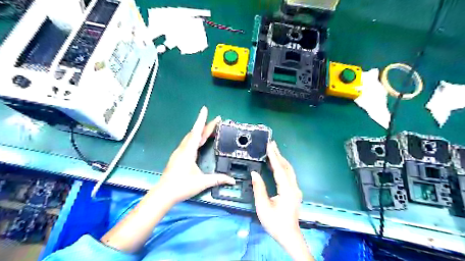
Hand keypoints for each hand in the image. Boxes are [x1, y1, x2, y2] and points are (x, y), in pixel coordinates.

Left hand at [158, 106, 236, 203]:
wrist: (163, 194)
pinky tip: (198, 141)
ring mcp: (179, 152)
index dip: (202, 120)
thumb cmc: (182, 186)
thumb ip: (218, 179)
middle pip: (195, 133)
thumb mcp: (202, 182)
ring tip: (210, 128)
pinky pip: (188, 143)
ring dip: (200, 131)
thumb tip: (232, 181)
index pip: (196, 132)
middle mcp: (183, 149)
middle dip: (206, 125)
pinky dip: (195, 138)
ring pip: (190, 137)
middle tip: (216, 120)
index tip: (205, 109)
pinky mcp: (177, 157)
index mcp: (188, 151)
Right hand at [250, 141, 311, 259]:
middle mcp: (294, 187)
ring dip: (281, 160)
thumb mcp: (263, 207)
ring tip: (273, 151)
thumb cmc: (275, 223)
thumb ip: (259, 188)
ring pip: (289, 170)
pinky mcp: (294, 192)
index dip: (274, 156)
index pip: (279, 169)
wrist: (289, 236)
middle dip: (279, 154)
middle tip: (271, 144)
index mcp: (287, 190)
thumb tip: (254, 172)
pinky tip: (276, 165)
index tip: (269, 145)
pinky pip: (288, 175)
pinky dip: (282, 167)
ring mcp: (295, 189)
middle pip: (286, 167)